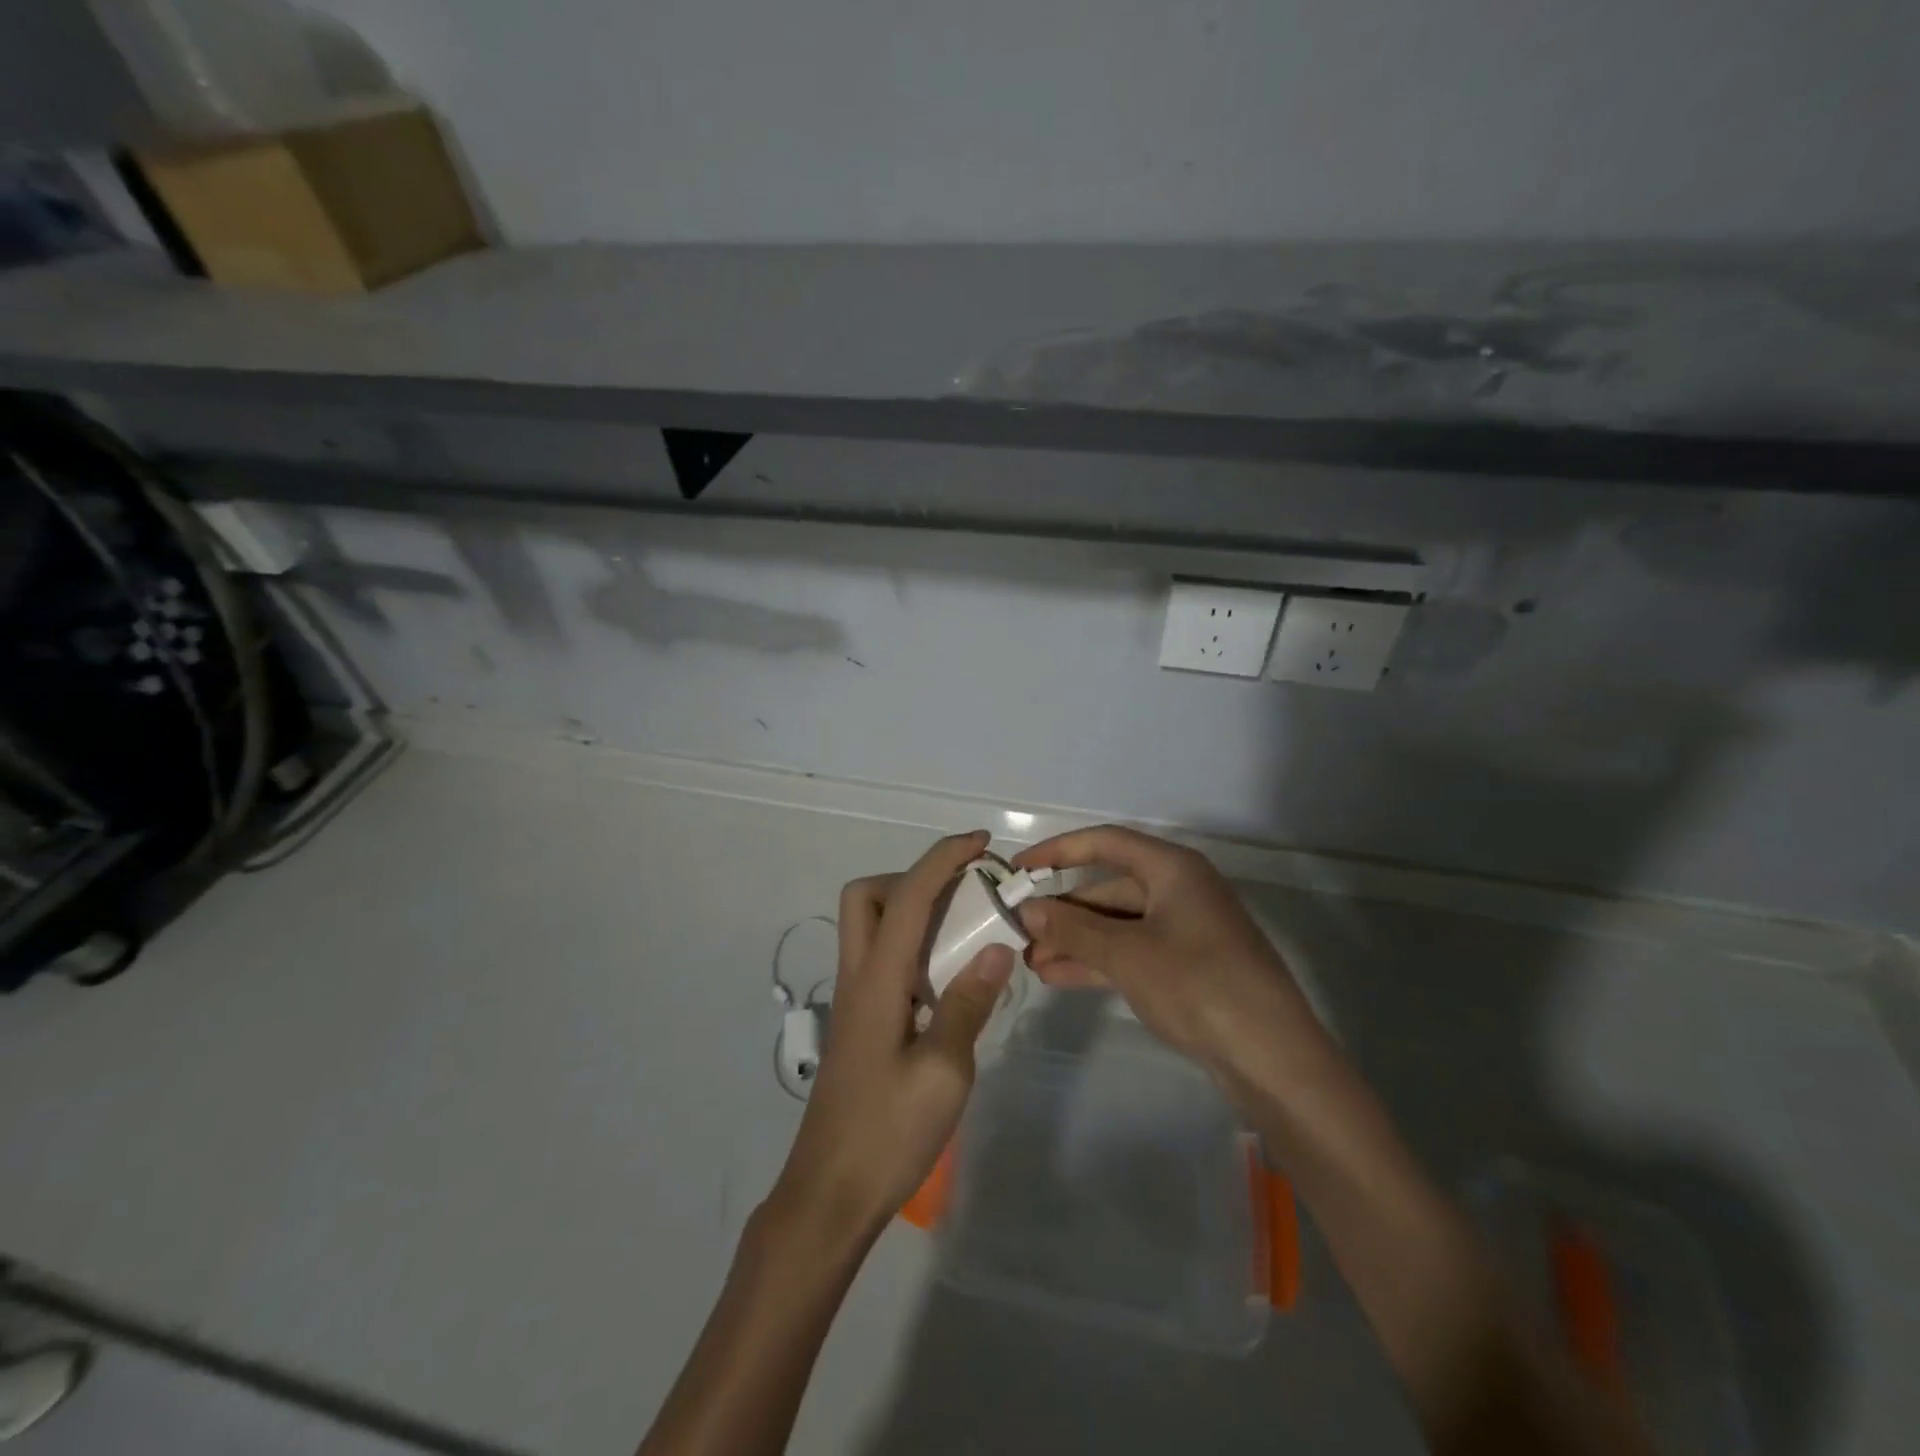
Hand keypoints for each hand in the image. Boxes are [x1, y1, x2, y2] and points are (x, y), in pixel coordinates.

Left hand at [769, 830, 1014, 1242]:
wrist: (830, 1194)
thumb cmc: (888, 1133)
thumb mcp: (944, 1072)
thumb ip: (968, 1003)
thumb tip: (997, 947)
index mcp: (877, 980)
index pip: (907, 897)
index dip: (942, 859)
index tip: (981, 843)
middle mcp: (858, 977)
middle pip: (865, 896)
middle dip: (912, 878)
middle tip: (960, 896)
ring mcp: (855, 1000)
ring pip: (869, 926)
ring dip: (912, 910)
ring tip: (964, 931)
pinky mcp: (861, 1022)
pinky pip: (882, 958)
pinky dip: (912, 945)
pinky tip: (947, 979)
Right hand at [1014, 825, 1323, 1082]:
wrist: (1272, 1059)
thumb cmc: (1197, 986)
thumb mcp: (1127, 954)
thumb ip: (1073, 928)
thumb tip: (1027, 908)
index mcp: (1172, 869)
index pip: (1105, 842)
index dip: (1058, 851)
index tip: (1019, 869)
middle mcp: (1179, 890)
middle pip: (1109, 887)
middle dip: (1064, 911)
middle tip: (1020, 932)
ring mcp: (1184, 930)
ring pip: (1117, 924)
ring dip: (1076, 940)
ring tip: (1032, 961)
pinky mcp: (1186, 967)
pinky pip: (1131, 952)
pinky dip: (1098, 962)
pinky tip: (1060, 978)